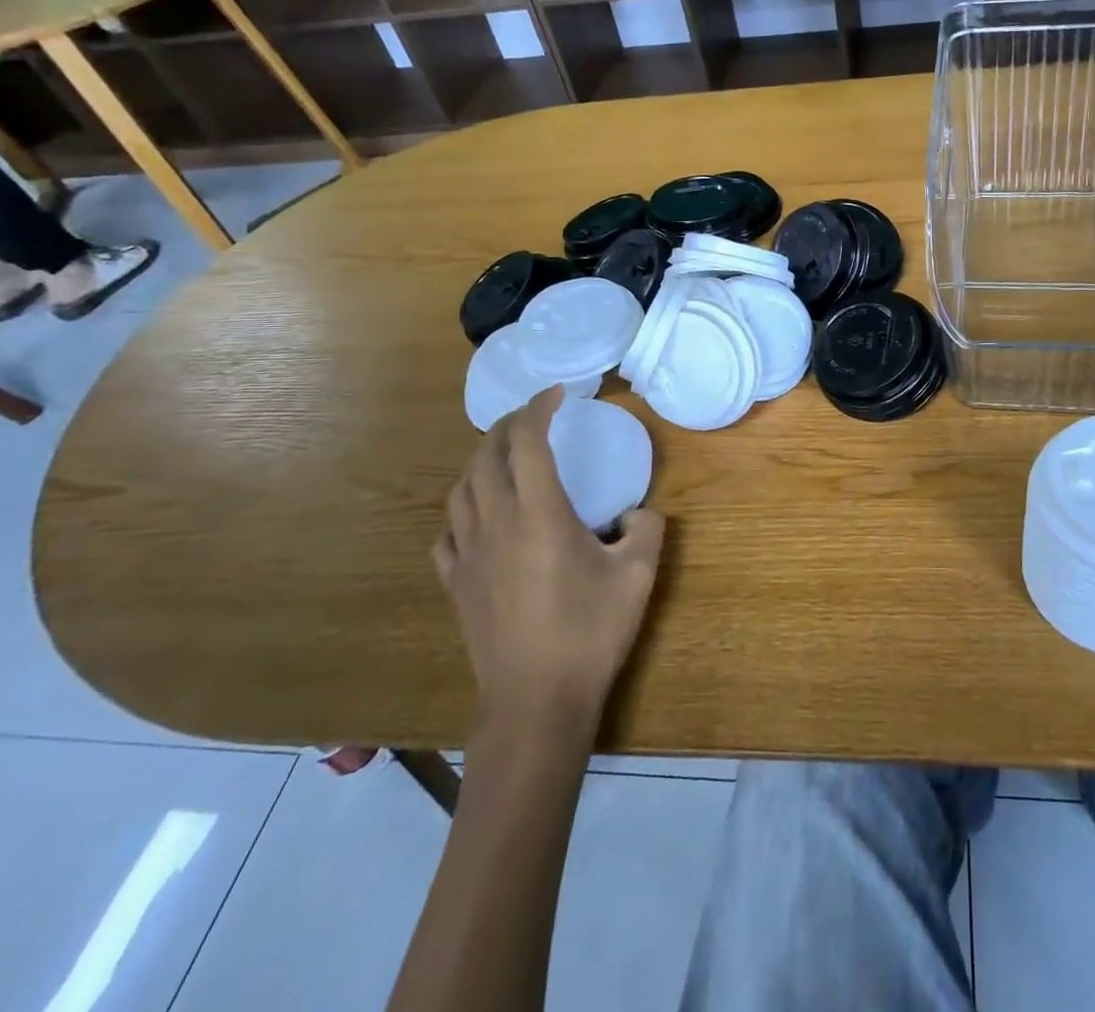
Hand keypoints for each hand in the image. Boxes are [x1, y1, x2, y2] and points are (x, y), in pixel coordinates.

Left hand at [434, 386, 665, 731]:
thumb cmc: (589, 633)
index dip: (540, 408)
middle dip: (509, 426)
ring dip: (481, 462)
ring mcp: (468, 555)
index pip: (528, 441)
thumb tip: (635, 514)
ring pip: (460, 490)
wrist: (536, 702)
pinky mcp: (455, 584)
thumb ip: (647, 528)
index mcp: (539, 514)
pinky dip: (462, 510)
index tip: (559, 393)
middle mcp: (496, 523)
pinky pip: (447, 532)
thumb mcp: (639, 575)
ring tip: (505, 458)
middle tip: (535, 417)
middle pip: (486, 456)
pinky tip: (478, 518)